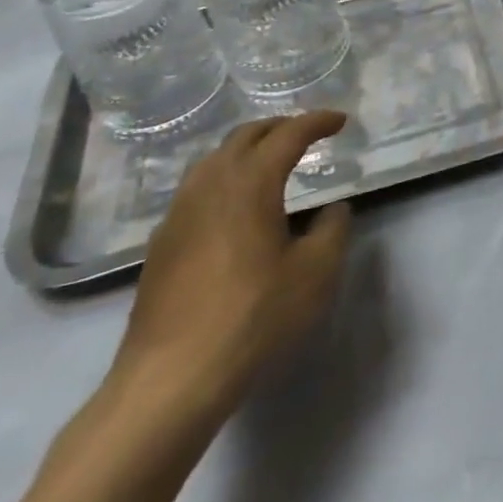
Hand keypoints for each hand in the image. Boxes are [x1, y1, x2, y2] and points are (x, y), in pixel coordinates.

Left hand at [108, 112, 353, 423]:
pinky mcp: (161, 246)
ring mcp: (178, 216)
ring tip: (273, 163)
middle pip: (244, 137)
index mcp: (250, 183)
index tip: (340, 121)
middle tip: (308, 134)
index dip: (317, 122)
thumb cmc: (254, 317)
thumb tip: (331, 210)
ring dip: (248, 151)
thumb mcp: (317, 272)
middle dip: (279, 127)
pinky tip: (237, 207)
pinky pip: (197, 190)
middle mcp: (209, 187)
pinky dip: (226, 179)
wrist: (170, 380)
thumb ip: (333, 229)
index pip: (288, 135)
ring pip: (214, 161)